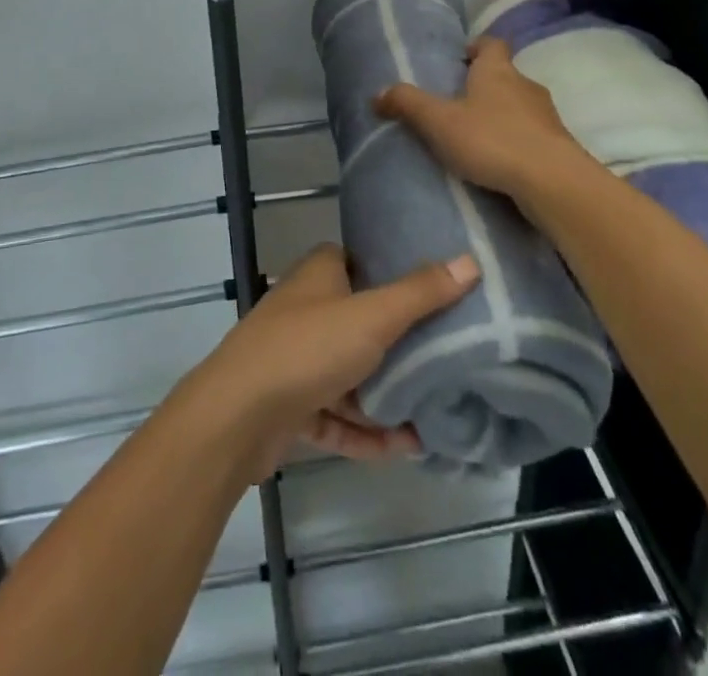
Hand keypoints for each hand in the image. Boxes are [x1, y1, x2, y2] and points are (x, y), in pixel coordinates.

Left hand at [182, 244, 478, 481]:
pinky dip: (365, 430)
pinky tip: (404, 448)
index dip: (393, 273)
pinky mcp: (289, 405)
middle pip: (359, 320)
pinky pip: (336, 415)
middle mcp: (305, 309)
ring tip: (435, 412)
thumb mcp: (372, 317)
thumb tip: (470, 260)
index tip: (436, 292)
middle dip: (398, 344)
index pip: (359, 262)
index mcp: (319, 275)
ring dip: (386, 395)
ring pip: (349, 373)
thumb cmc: (307, 348)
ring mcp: (294, 358)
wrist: (237, 416)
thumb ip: (421, 293)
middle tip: (446, 358)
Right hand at [373, 36, 592, 202]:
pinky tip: (499, 163)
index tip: (461, 58)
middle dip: (484, 86)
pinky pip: (532, 136)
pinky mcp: (559, 147)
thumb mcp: (439, 121)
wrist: (553, 182)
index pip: (492, 44)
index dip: (477, 47)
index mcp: (497, 71)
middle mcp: (525, 86)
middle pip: (505, 76)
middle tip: (458, 102)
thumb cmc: (492, 140)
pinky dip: (516, 142)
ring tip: (476, 137)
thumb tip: (377, 93)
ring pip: (520, 107)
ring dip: (501, 116)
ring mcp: (547, 117)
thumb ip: (408, 104)